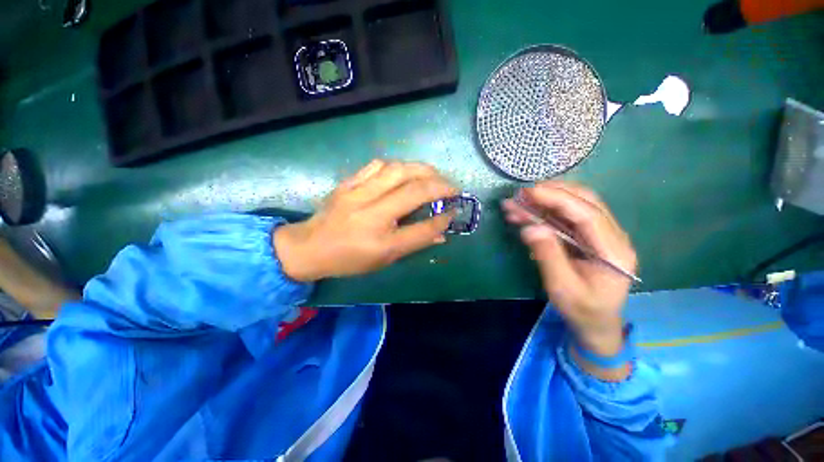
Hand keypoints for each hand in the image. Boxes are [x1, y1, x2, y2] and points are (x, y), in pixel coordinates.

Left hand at [274, 160, 456, 281]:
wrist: (309, 246)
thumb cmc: (349, 259)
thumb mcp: (384, 259)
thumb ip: (414, 243)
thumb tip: (441, 233)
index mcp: (381, 241)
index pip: (422, 228)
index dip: (443, 219)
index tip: (455, 211)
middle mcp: (371, 214)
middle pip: (413, 190)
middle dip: (439, 185)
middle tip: (451, 187)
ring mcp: (357, 194)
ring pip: (397, 170)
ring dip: (421, 169)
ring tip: (433, 174)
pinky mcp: (348, 183)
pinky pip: (377, 165)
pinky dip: (397, 166)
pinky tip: (403, 172)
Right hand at [502, 182, 636, 357]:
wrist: (596, 324)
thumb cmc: (582, 310)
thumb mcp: (562, 287)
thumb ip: (548, 256)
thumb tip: (530, 227)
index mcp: (613, 251)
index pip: (587, 214)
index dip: (557, 199)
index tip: (528, 192)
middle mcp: (613, 237)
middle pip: (585, 202)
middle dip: (551, 193)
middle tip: (521, 194)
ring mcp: (601, 235)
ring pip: (574, 206)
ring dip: (544, 201)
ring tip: (516, 203)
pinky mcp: (588, 237)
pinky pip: (565, 218)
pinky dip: (543, 213)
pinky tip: (524, 215)